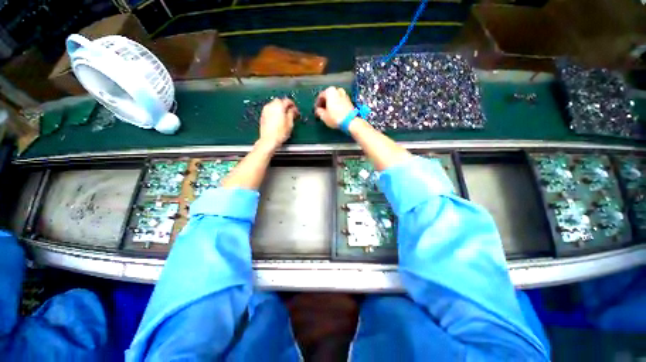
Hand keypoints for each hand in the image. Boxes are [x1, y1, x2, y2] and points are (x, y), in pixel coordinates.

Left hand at [259, 98, 298, 148]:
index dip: (293, 105)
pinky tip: (278, 119)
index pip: (288, 101)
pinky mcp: (263, 115)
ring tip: (284, 116)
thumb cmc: (279, 133)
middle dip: (286, 105)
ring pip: (274, 104)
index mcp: (279, 106)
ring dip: (280, 108)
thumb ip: (292, 114)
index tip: (296, 110)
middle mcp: (271, 106)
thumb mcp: (290, 123)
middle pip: (280, 101)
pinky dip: (275, 111)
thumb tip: (293, 110)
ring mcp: (266, 110)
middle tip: (291, 112)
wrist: (269, 140)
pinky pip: (270, 109)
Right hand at [314, 86, 353, 128]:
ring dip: (331, 103)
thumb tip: (318, 110)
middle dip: (324, 103)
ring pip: (334, 98)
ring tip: (328, 111)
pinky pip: (340, 101)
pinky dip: (336, 105)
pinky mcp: (349, 100)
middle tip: (322, 111)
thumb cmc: (335, 117)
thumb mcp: (323, 116)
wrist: (350, 121)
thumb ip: (318, 111)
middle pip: (328, 96)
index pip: (320, 96)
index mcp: (330, 91)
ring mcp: (344, 94)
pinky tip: (335, 111)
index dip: (317, 104)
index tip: (316, 110)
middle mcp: (337, 90)